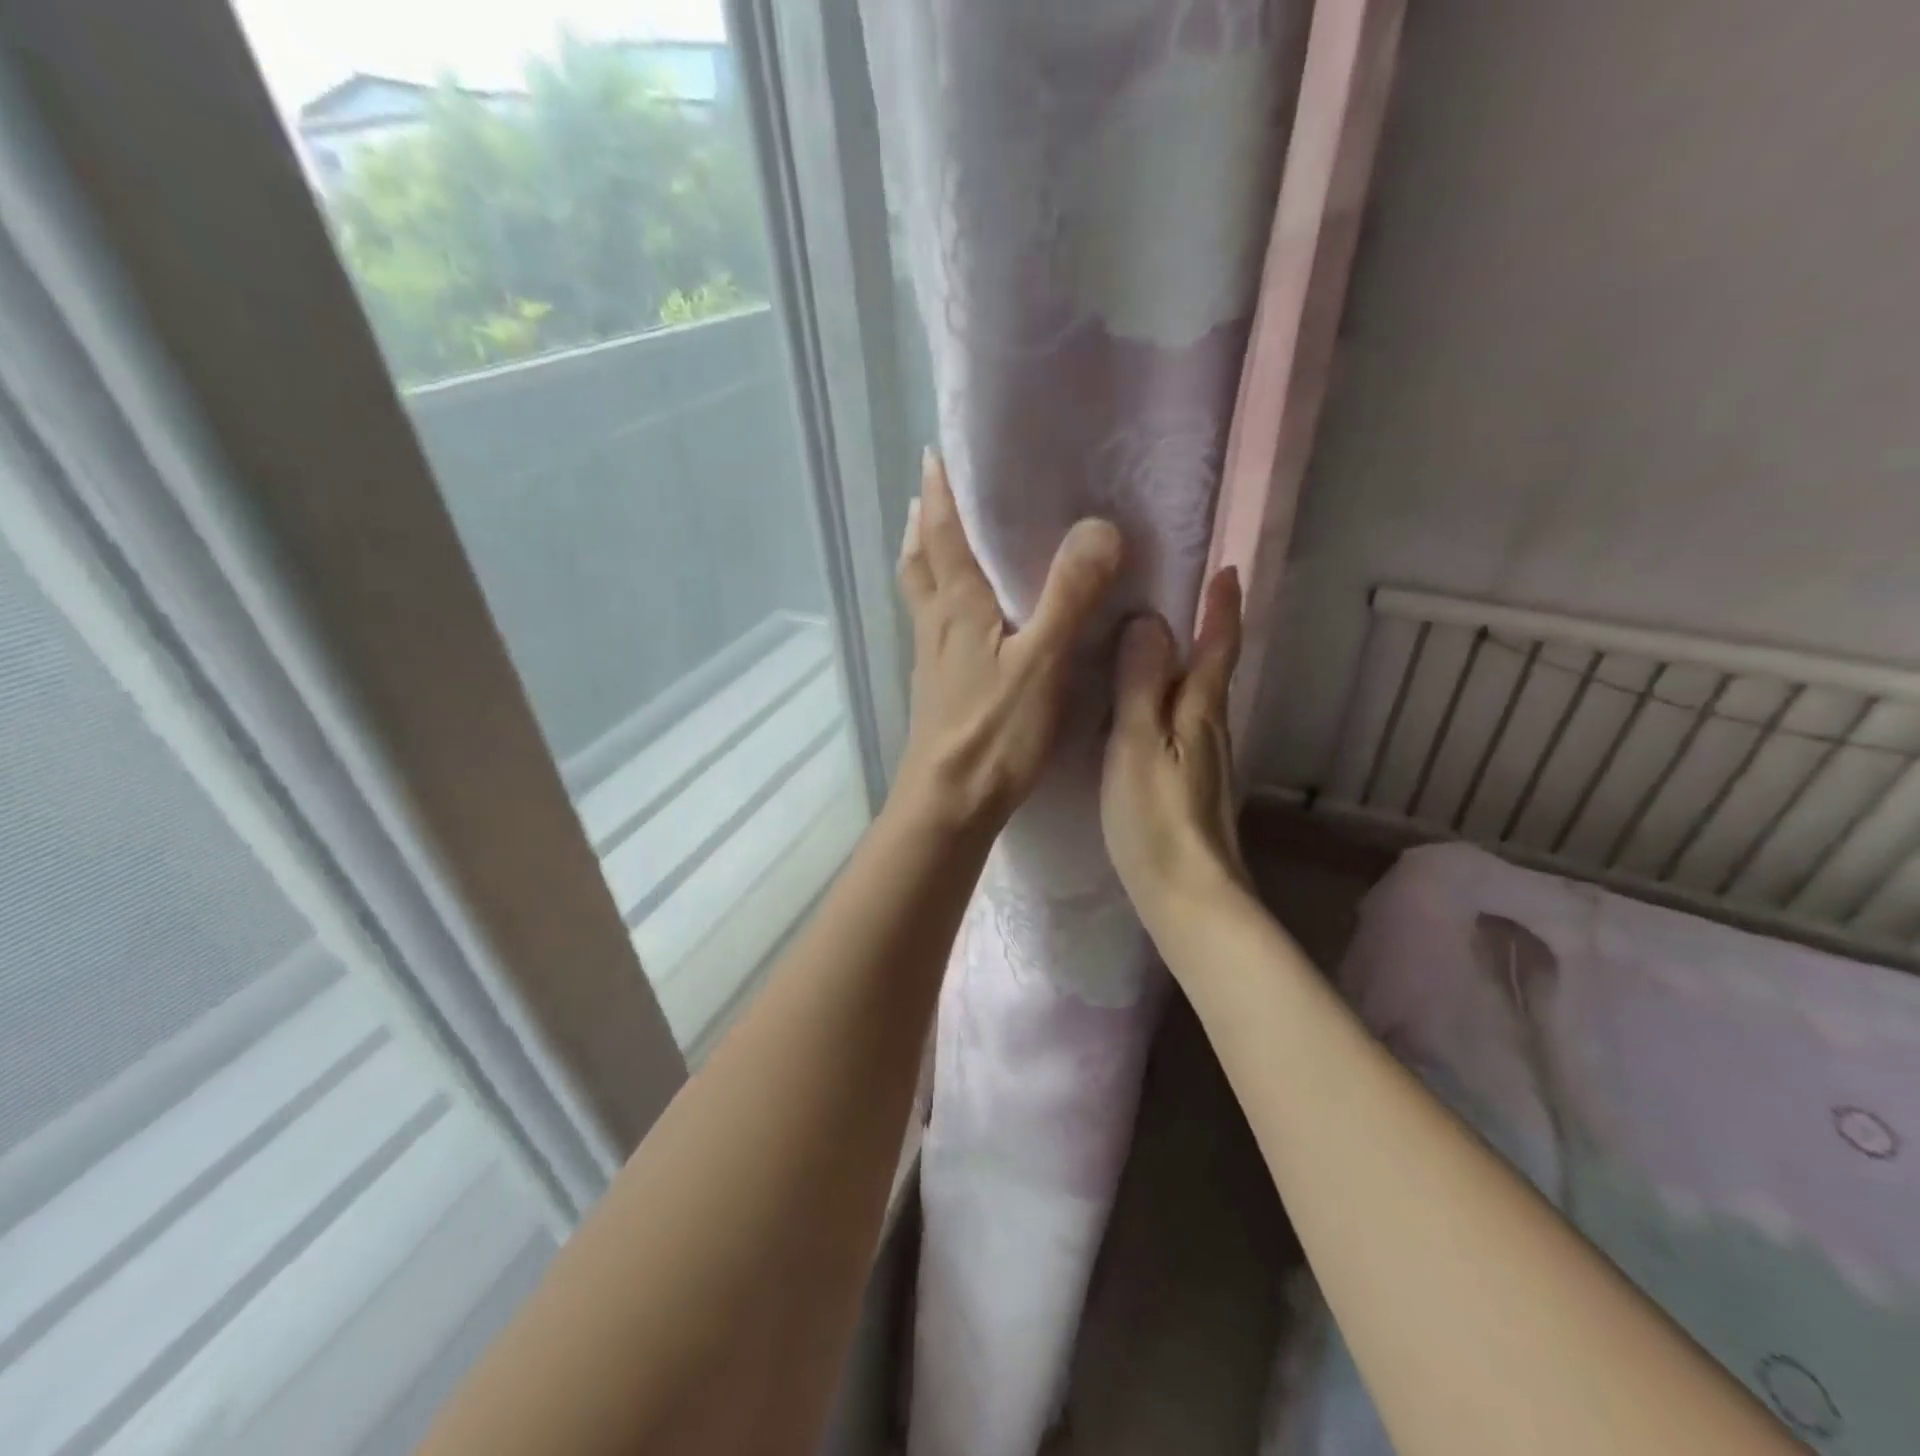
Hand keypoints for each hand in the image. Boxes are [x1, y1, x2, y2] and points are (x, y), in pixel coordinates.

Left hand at [893, 449, 1121, 835]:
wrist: (949, 802)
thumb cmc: (994, 733)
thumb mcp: (1043, 661)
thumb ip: (1069, 596)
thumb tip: (1098, 527)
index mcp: (957, 607)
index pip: (943, 536)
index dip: (941, 494)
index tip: (935, 454)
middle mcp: (936, 624)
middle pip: (919, 562)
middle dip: (922, 522)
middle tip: (928, 490)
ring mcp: (931, 659)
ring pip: (919, 594)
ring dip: (922, 558)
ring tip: (929, 538)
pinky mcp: (937, 688)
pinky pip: (931, 625)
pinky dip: (936, 599)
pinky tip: (956, 615)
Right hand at [1100, 567, 1247, 930]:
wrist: (1189, 896)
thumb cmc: (1156, 818)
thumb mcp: (1137, 743)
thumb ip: (1140, 683)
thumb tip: (1150, 619)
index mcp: (1200, 712)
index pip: (1217, 647)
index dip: (1222, 608)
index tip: (1228, 570)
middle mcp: (1212, 731)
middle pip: (1212, 672)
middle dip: (1206, 632)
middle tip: (1180, 600)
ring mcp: (1207, 764)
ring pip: (1198, 702)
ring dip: (1184, 670)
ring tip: (1154, 652)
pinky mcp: (1194, 790)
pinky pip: (1182, 729)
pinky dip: (1169, 706)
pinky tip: (1146, 718)